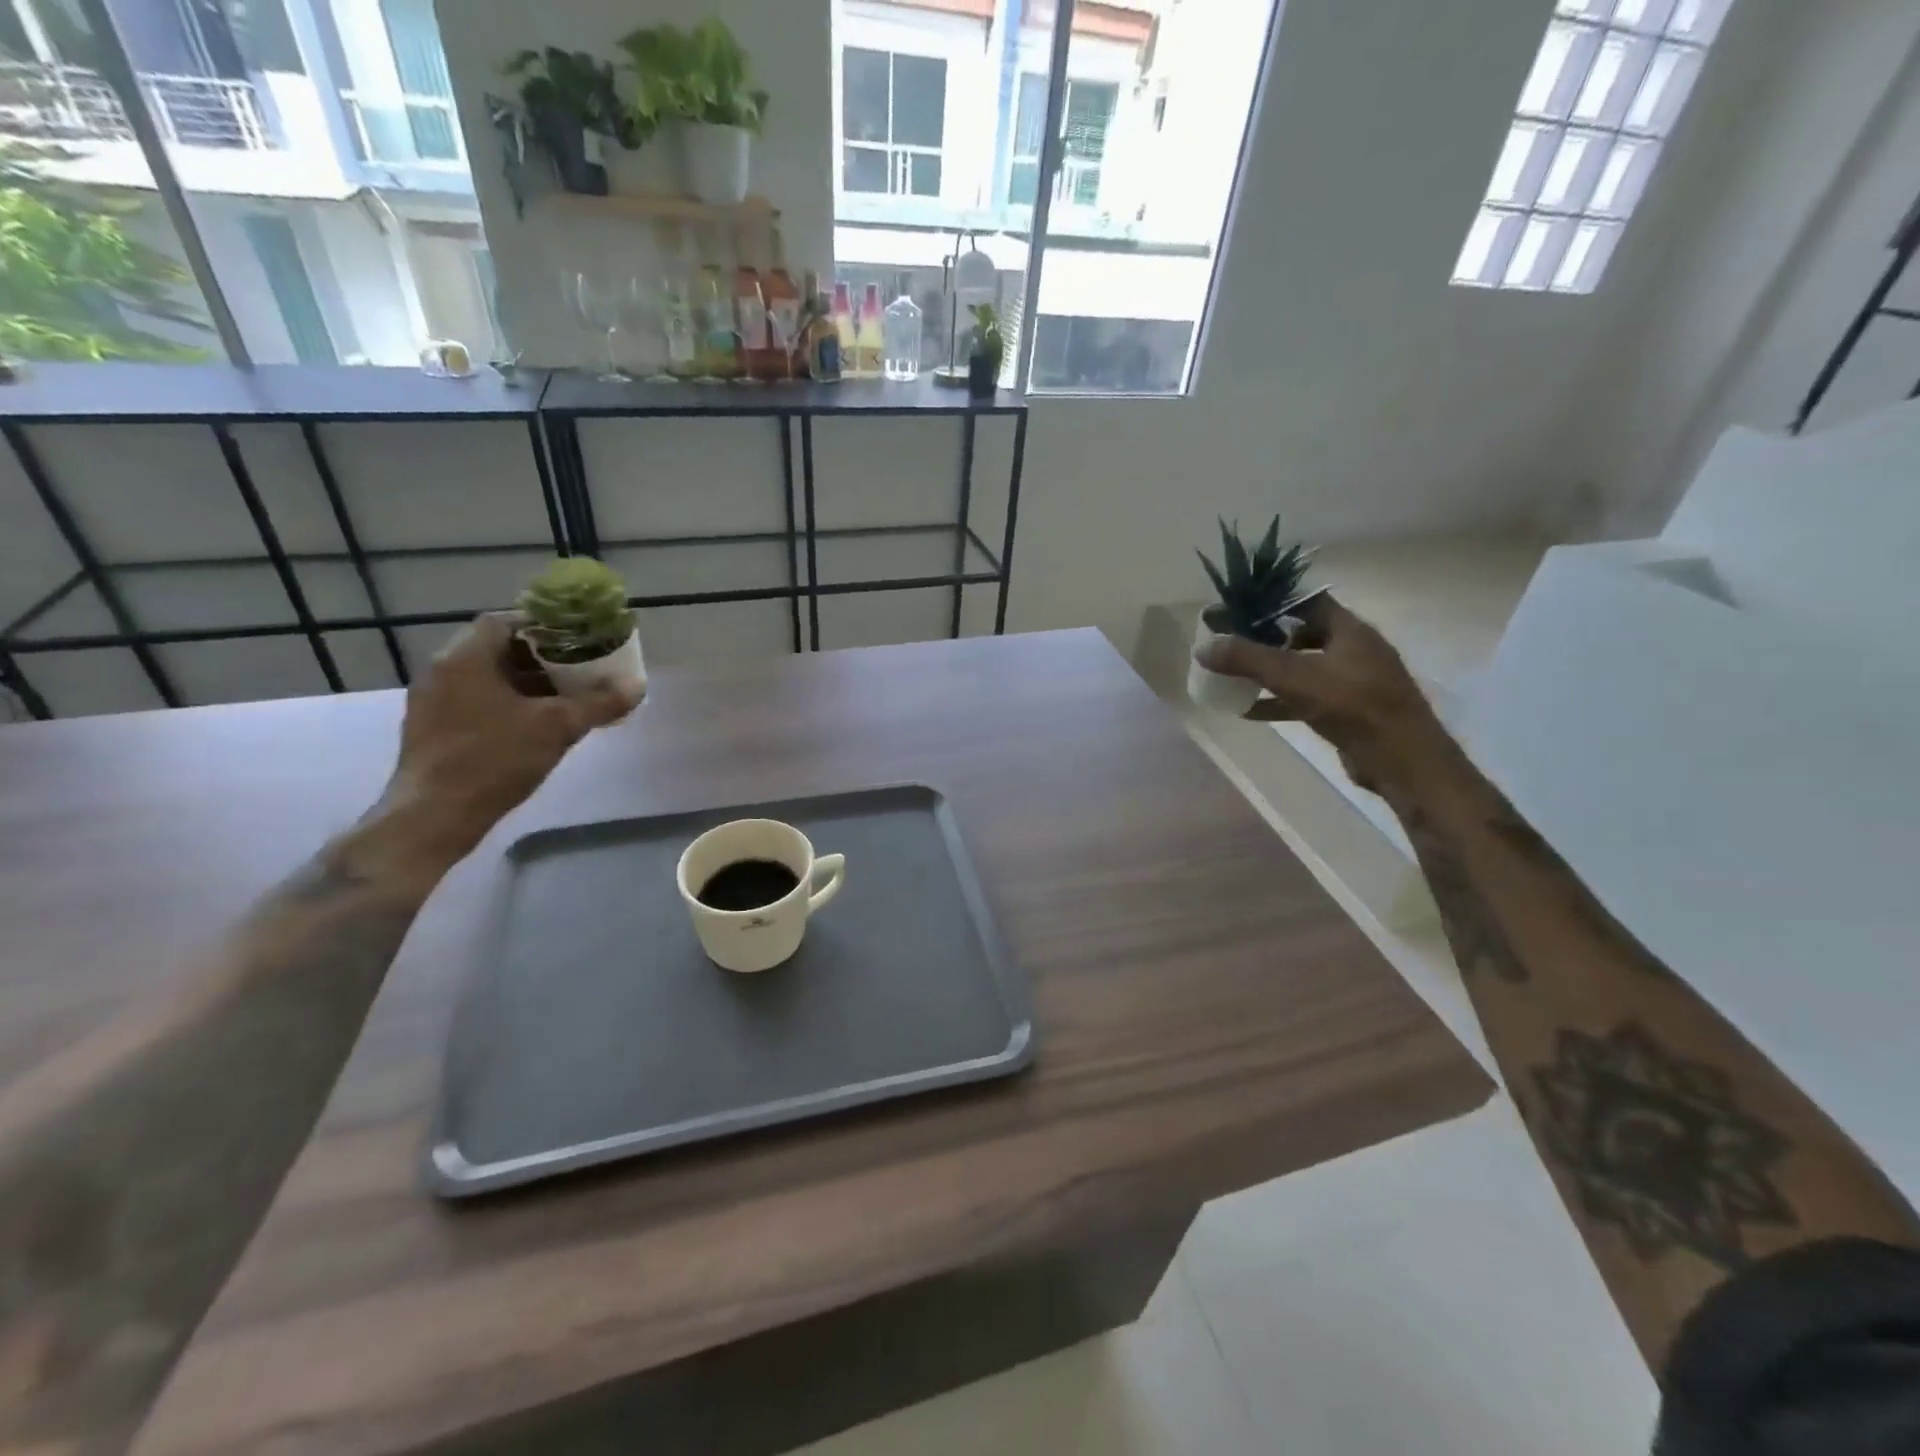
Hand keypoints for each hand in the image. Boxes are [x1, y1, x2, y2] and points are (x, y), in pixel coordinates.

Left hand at [369, 613, 641, 872]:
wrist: (434, 816)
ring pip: (488, 677)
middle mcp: (442, 671)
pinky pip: (477, 700)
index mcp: (465, 658)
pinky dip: (508, 702)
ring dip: (526, 681)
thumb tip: (637, 686)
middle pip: (498, 648)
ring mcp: (433, 701)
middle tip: (578, 668)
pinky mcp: (433, 728)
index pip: (505, 621)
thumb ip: (599, 703)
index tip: (576, 639)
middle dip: (541, 657)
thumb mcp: (558, 727)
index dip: (543, 626)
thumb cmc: (494, 759)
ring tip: (565, 696)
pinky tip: (536, 724)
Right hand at [1193, 594, 1443, 792]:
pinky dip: (1278, 701)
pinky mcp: (1347, 711)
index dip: (1272, 600)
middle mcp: (1353, 649)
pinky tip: (1248, 710)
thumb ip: (1248, 659)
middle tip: (1229, 641)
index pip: (1306, 600)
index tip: (1238, 607)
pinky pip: (1305, 698)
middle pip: (1302, 632)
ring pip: (1302, 667)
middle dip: (1265, 636)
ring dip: (1269, 671)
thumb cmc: (1352, 706)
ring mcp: (1352, 682)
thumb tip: (1203, 647)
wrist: (1402, 761)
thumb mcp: (1294, 677)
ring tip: (1233, 673)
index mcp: (1349, 629)